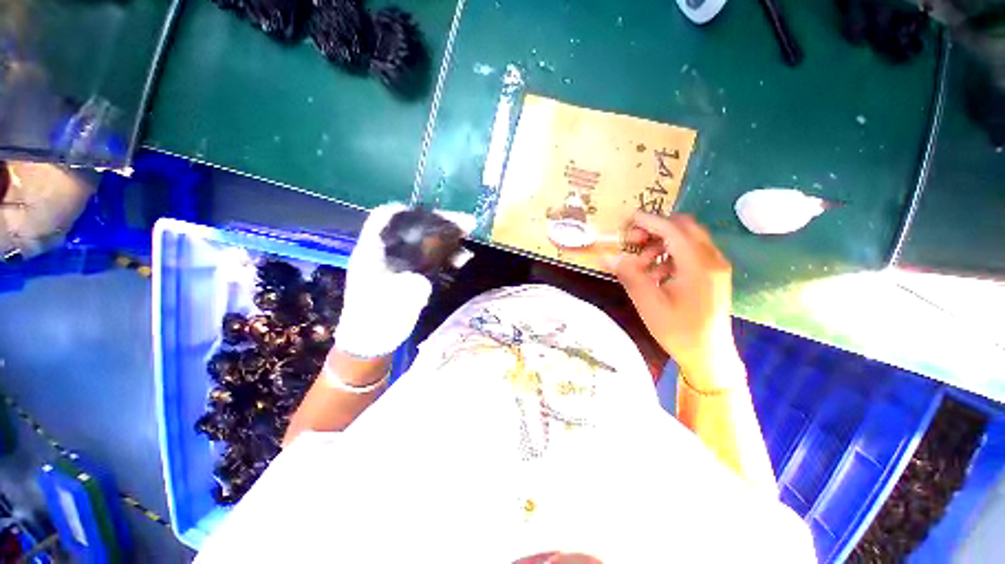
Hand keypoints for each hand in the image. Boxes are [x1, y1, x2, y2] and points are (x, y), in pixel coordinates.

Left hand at [334, 203, 471, 357]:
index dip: (407, 210)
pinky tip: (461, 260)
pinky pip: (432, 259)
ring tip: (469, 237)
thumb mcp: (384, 305)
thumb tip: (422, 283)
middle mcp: (387, 252)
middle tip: (465, 223)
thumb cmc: (372, 320)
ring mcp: (401, 264)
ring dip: (447, 239)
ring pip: (426, 242)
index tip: (432, 213)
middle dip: (439, 223)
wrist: (372, 340)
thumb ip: (401, 293)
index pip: (384, 218)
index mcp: (372, 252)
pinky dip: (447, 256)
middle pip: (413, 228)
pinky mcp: (412, 275)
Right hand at [610, 212, 741, 388]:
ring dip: (661, 244)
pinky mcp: (713, 275)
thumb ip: (629, 275)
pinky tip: (656, 274)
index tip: (629, 219)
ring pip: (687, 240)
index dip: (649, 221)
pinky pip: (691, 254)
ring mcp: (715, 267)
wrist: (709, 356)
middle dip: (655, 230)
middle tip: (633, 242)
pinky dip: (670, 255)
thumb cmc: (679, 330)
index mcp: (699, 264)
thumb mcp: (648, 303)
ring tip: (641, 263)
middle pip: (684, 228)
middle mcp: (712, 259)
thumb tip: (609, 256)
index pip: (672, 229)